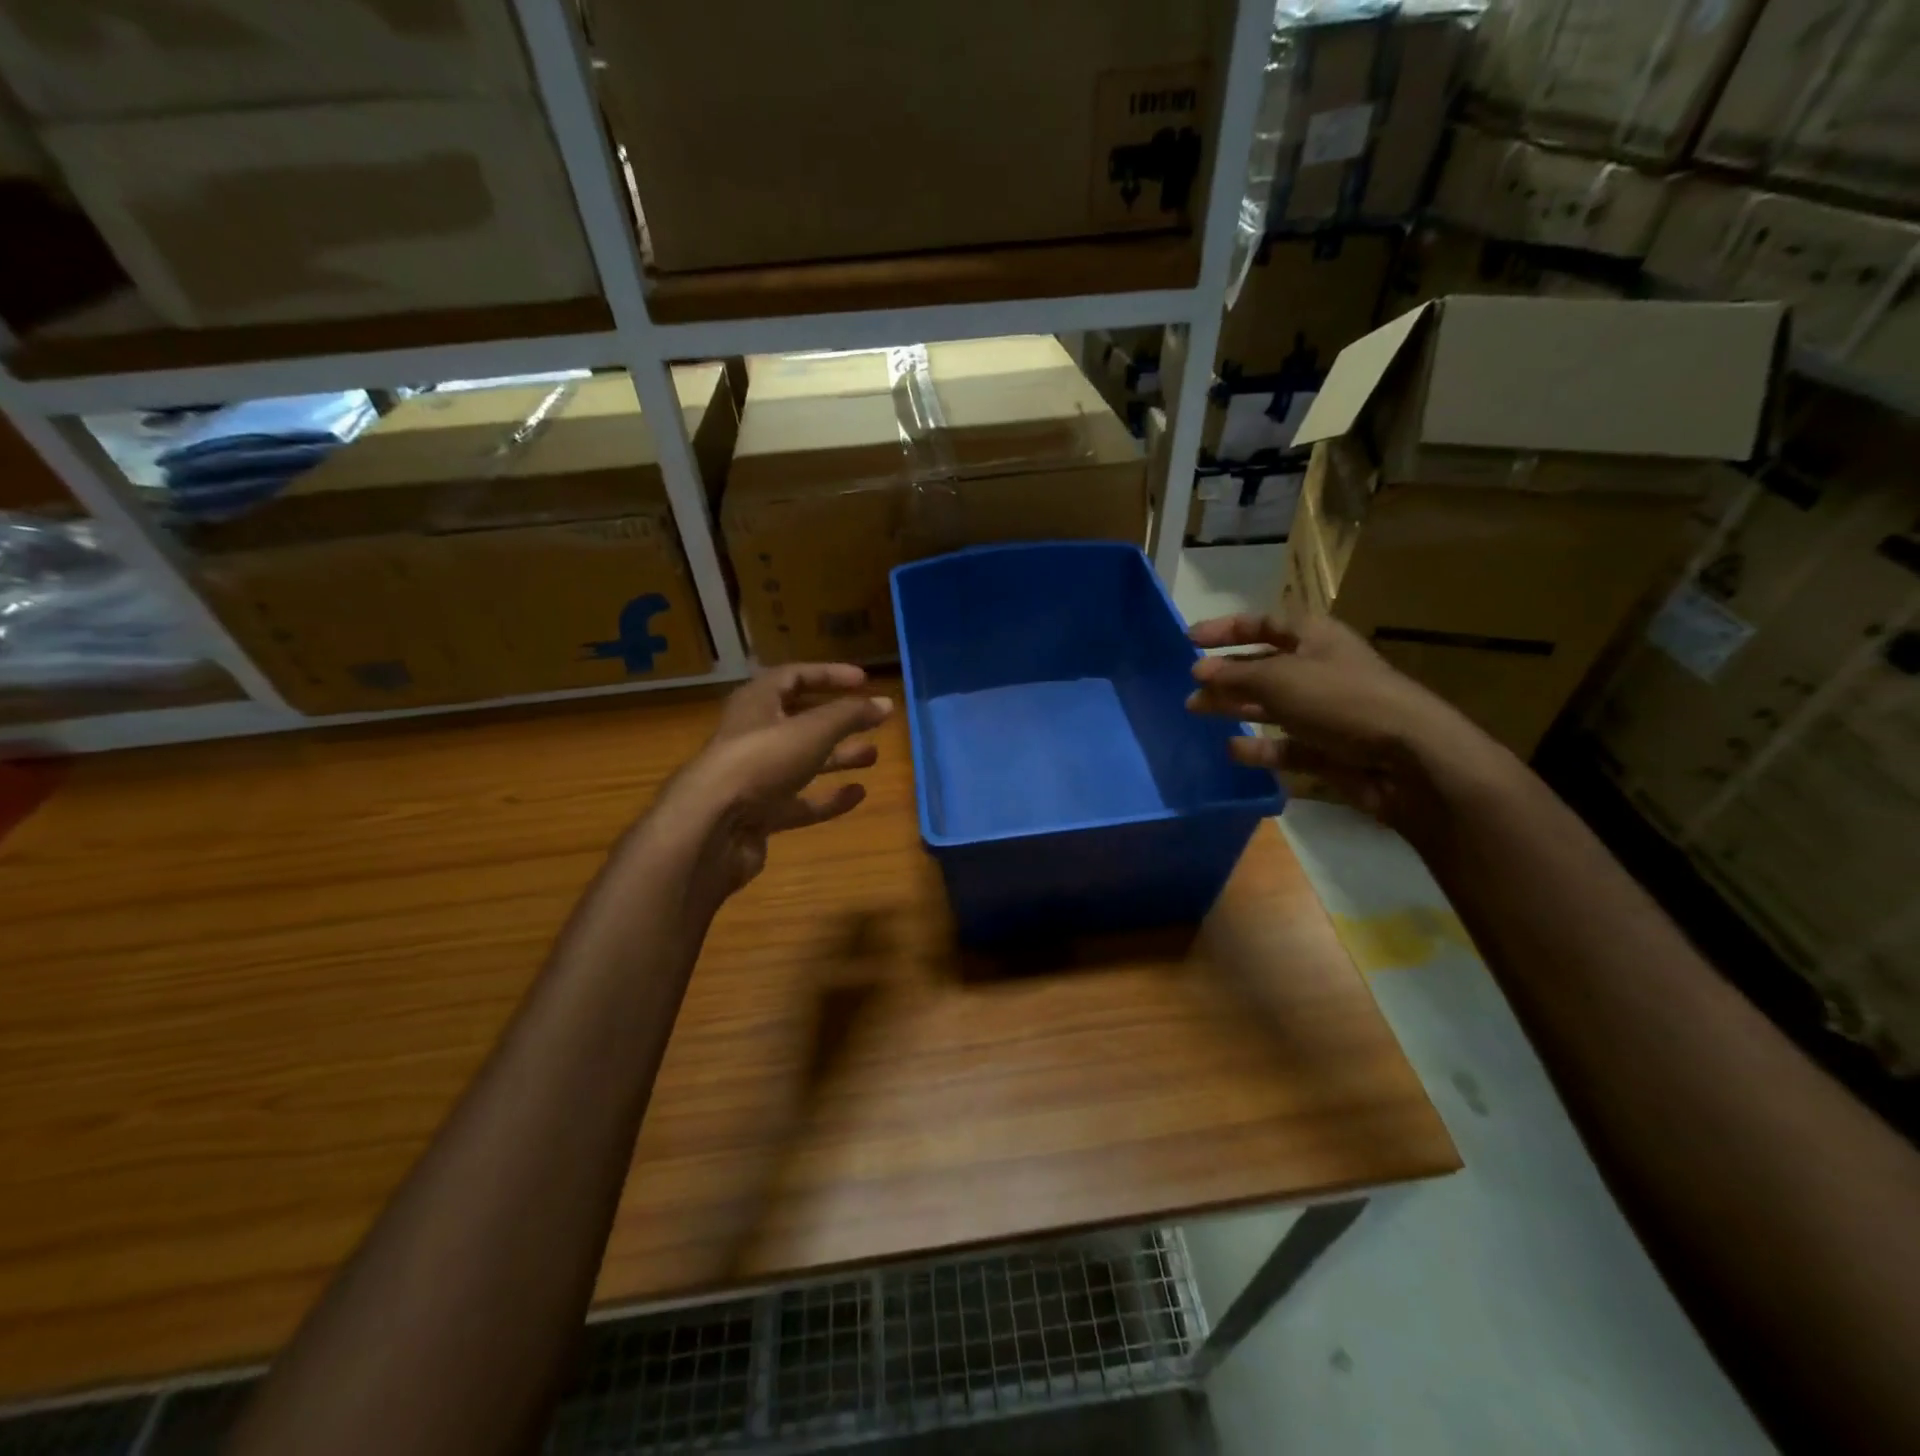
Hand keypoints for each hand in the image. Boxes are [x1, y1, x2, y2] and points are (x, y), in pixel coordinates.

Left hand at [650, 664, 892, 902]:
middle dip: (838, 719)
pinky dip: (827, 797)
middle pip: (800, 720)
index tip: (864, 681)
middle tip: (873, 721)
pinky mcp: (760, 814)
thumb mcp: (813, 730)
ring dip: (837, 757)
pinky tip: (857, 794)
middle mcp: (754, 736)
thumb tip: (887, 703)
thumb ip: (850, 715)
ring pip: (803, 762)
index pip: (794, 676)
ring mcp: (755, 778)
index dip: (829, 675)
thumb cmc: (762, 761)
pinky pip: (800, 801)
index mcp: (757, 703)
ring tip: (873, 756)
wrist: (712, 827)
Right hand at [1185, 613, 1513, 832]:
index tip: (1189, 639)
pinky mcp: (1328, 750)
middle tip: (1190, 686)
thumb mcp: (1280, 678)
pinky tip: (1233, 750)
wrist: (1408, 759)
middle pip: (1264, 666)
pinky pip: (1285, 746)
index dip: (1227, 628)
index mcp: (1316, 638)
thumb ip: (1234, 675)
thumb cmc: (1341, 700)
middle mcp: (1320, 670)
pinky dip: (1260, 748)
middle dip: (1226, 673)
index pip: (1265, 624)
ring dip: (1234, 708)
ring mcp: (1325, 713)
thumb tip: (1198, 671)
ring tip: (1197, 712)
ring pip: (1271, 706)